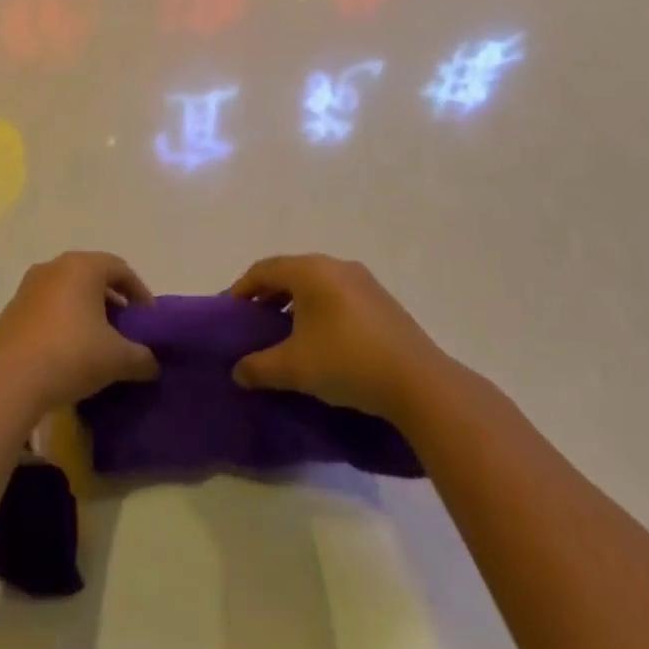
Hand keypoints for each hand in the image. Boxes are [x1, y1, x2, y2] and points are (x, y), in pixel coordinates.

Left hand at [0, 252, 158, 410]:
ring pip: (65, 292)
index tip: (148, 319)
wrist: (10, 380)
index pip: (120, 269)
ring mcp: (26, 288)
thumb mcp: (118, 359)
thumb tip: (152, 363)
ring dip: (83, 311)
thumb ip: (142, 357)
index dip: (139, 292)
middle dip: (111, 300)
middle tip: (124, 328)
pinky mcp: (9, 312)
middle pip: (91, 277)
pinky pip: (44, 310)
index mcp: (82, 267)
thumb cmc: (72, 355)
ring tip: (96, 342)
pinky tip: (65, 353)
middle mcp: (53, 267)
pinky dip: (60, 323)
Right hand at [228, 254, 447, 423]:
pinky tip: (321, 341)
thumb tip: (238, 371)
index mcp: (311, 270)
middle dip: (268, 296)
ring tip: (285, 334)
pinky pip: (339, 296)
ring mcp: (364, 282)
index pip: (264, 269)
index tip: (230, 313)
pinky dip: (320, 310)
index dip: (242, 289)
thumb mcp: (294, 368)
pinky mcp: (383, 302)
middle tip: (254, 323)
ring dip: (295, 304)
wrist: (418, 383)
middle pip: (290, 273)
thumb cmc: (346, 362)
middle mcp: (336, 266)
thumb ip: (259, 367)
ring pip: (317, 284)